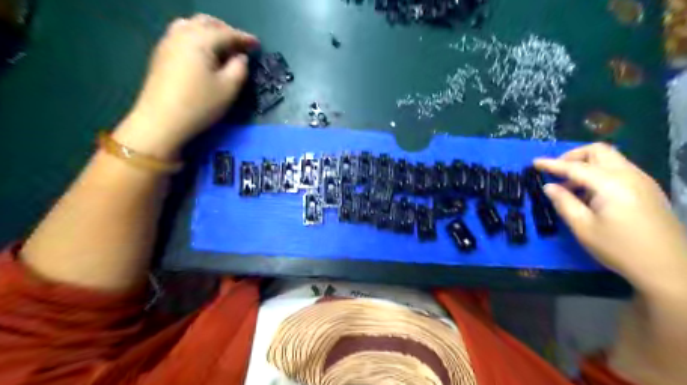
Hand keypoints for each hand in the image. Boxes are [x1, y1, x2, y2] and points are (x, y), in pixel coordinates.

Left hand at [114, 14, 259, 158]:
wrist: (161, 120)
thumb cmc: (200, 105)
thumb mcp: (229, 89)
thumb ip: (239, 69)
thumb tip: (240, 57)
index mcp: (200, 40)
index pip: (227, 33)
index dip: (244, 38)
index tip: (257, 44)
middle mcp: (182, 34)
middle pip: (207, 23)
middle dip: (226, 30)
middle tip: (240, 45)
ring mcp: (168, 42)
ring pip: (191, 25)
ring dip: (210, 31)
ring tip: (222, 46)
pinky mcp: (161, 54)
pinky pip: (182, 34)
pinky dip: (197, 37)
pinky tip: (204, 52)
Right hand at [534, 143, 686, 289]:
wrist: (669, 268)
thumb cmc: (620, 248)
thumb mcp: (583, 227)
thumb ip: (564, 203)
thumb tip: (549, 187)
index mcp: (611, 184)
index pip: (575, 167)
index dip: (552, 164)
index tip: (534, 163)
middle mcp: (629, 175)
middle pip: (598, 151)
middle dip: (573, 156)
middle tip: (556, 172)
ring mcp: (642, 181)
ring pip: (610, 159)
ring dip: (586, 165)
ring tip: (570, 187)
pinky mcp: (648, 190)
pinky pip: (619, 170)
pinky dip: (599, 173)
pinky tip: (590, 194)